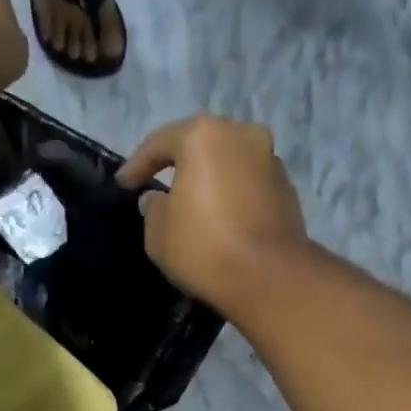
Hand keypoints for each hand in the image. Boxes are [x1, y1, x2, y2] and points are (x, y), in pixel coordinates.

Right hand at [117, 116, 310, 314]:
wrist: (267, 276)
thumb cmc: (202, 246)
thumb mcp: (158, 232)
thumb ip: (152, 208)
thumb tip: (157, 198)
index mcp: (204, 136)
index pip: (159, 143)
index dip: (136, 165)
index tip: (123, 185)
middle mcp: (242, 134)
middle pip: (201, 145)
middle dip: (178, 164)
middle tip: (159, 184)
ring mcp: (270, 159)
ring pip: (228, 162)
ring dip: (209, 178)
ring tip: (192, 203)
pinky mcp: (286, 187)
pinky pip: (248, 184)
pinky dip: (231, 194)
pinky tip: (220, 218)